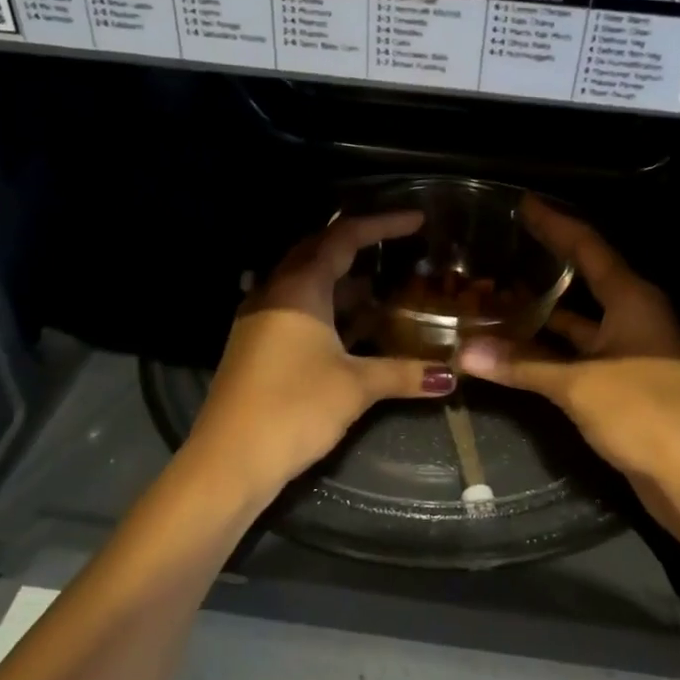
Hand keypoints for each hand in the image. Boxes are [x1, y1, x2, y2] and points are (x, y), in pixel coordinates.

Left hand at [185, 211, 457, 492]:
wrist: (229, 459)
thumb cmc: (294, 408)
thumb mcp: (355, 386)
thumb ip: (403, 373)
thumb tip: (450, 376)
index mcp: (297, 288)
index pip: (343, 238)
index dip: (382, 224)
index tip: (417, 220)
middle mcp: (274, 292)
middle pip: (318, 253)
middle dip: (358, 247)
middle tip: (396, 247)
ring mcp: (260, 319)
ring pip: (306, 285)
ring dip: (343, 284)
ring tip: (383, 289)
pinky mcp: (256, 346)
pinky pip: (297, 311)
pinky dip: (328, 311)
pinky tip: (353, 329)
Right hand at [458, 198, 679, 494]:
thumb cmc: (646, 413)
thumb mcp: (579, 385)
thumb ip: (523, 366)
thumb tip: (465, 352)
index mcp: (632, 299)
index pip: (588, 246)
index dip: (555, 224)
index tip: (522, 204)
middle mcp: (632, 317)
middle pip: (583, 280)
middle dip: (543, 266)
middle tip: (499, 250)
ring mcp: (628, 352)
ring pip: (577, 322)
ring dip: (541, 314)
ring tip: (494, 297)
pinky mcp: (621, 384)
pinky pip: (577, 354)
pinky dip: (548, 351)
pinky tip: (515, 350)